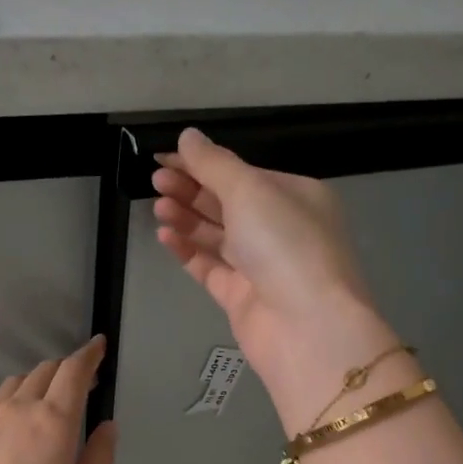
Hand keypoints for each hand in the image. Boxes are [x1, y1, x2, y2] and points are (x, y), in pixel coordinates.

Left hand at [0, 336, 117, 463]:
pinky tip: (10, 427)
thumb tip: (107, 427)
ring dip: (36, 382)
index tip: (99, 346)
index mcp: (53, 421)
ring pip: (13, 384)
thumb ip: (98, 460)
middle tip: (82, 382)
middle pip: (43, 371)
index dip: (89, 355)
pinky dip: (9, 404)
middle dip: (66, 369)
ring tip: (47, 401)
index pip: (73, 371)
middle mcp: (17, 411)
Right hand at [153, 129, 401, 430]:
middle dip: (192, 190)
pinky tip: (165, 236)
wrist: (306, 327)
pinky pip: (210, 268)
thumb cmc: (285, 245)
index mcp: (296, 197)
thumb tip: (188, 136)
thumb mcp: (250, 191)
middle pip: (229, 203)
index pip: (243, 174)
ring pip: (217, 236)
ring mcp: (262, 267)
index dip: (203, 164)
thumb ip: (214, 164)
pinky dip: (188, 250)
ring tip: (158, 207)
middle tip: (156, 182)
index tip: (164, 159)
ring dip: (187, 218)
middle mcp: (281, 230)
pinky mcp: (242, 298)